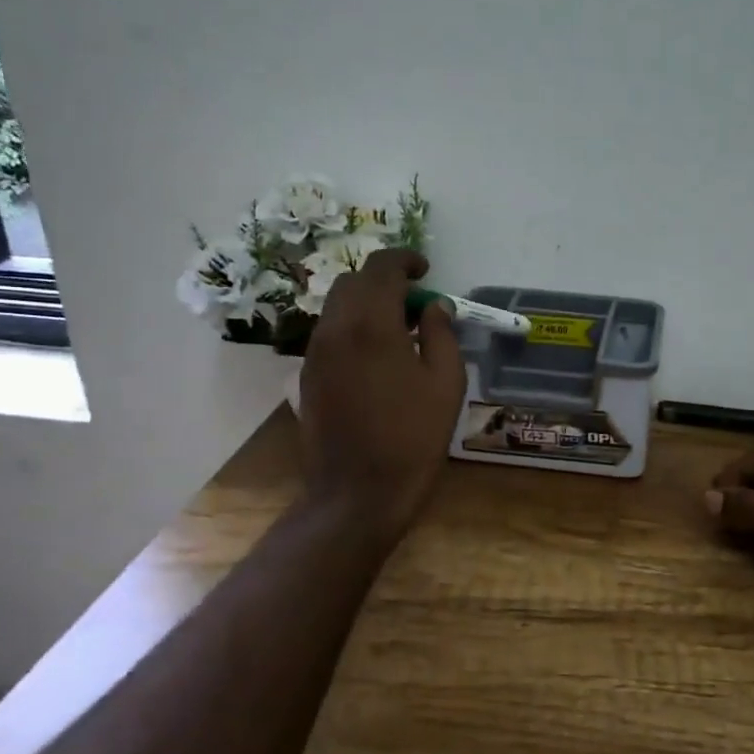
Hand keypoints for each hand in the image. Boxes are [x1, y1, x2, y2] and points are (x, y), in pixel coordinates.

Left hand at [298, 249, 467, 543]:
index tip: (426, 270)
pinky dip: (353, 327)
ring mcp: (315, 353)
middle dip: (384, 281)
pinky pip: (330, 332)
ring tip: (400, 331)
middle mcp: (335, 329)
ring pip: (337, 306)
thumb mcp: (446, 383)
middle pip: (353, 281)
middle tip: (415, 304)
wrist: (357, 493)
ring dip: (367, 304)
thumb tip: (434, 306)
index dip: (405, 259)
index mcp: (371, 325)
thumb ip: (441, 333)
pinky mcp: (307, 375)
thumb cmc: (413, 438)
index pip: (381, 267)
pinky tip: (378, 357)